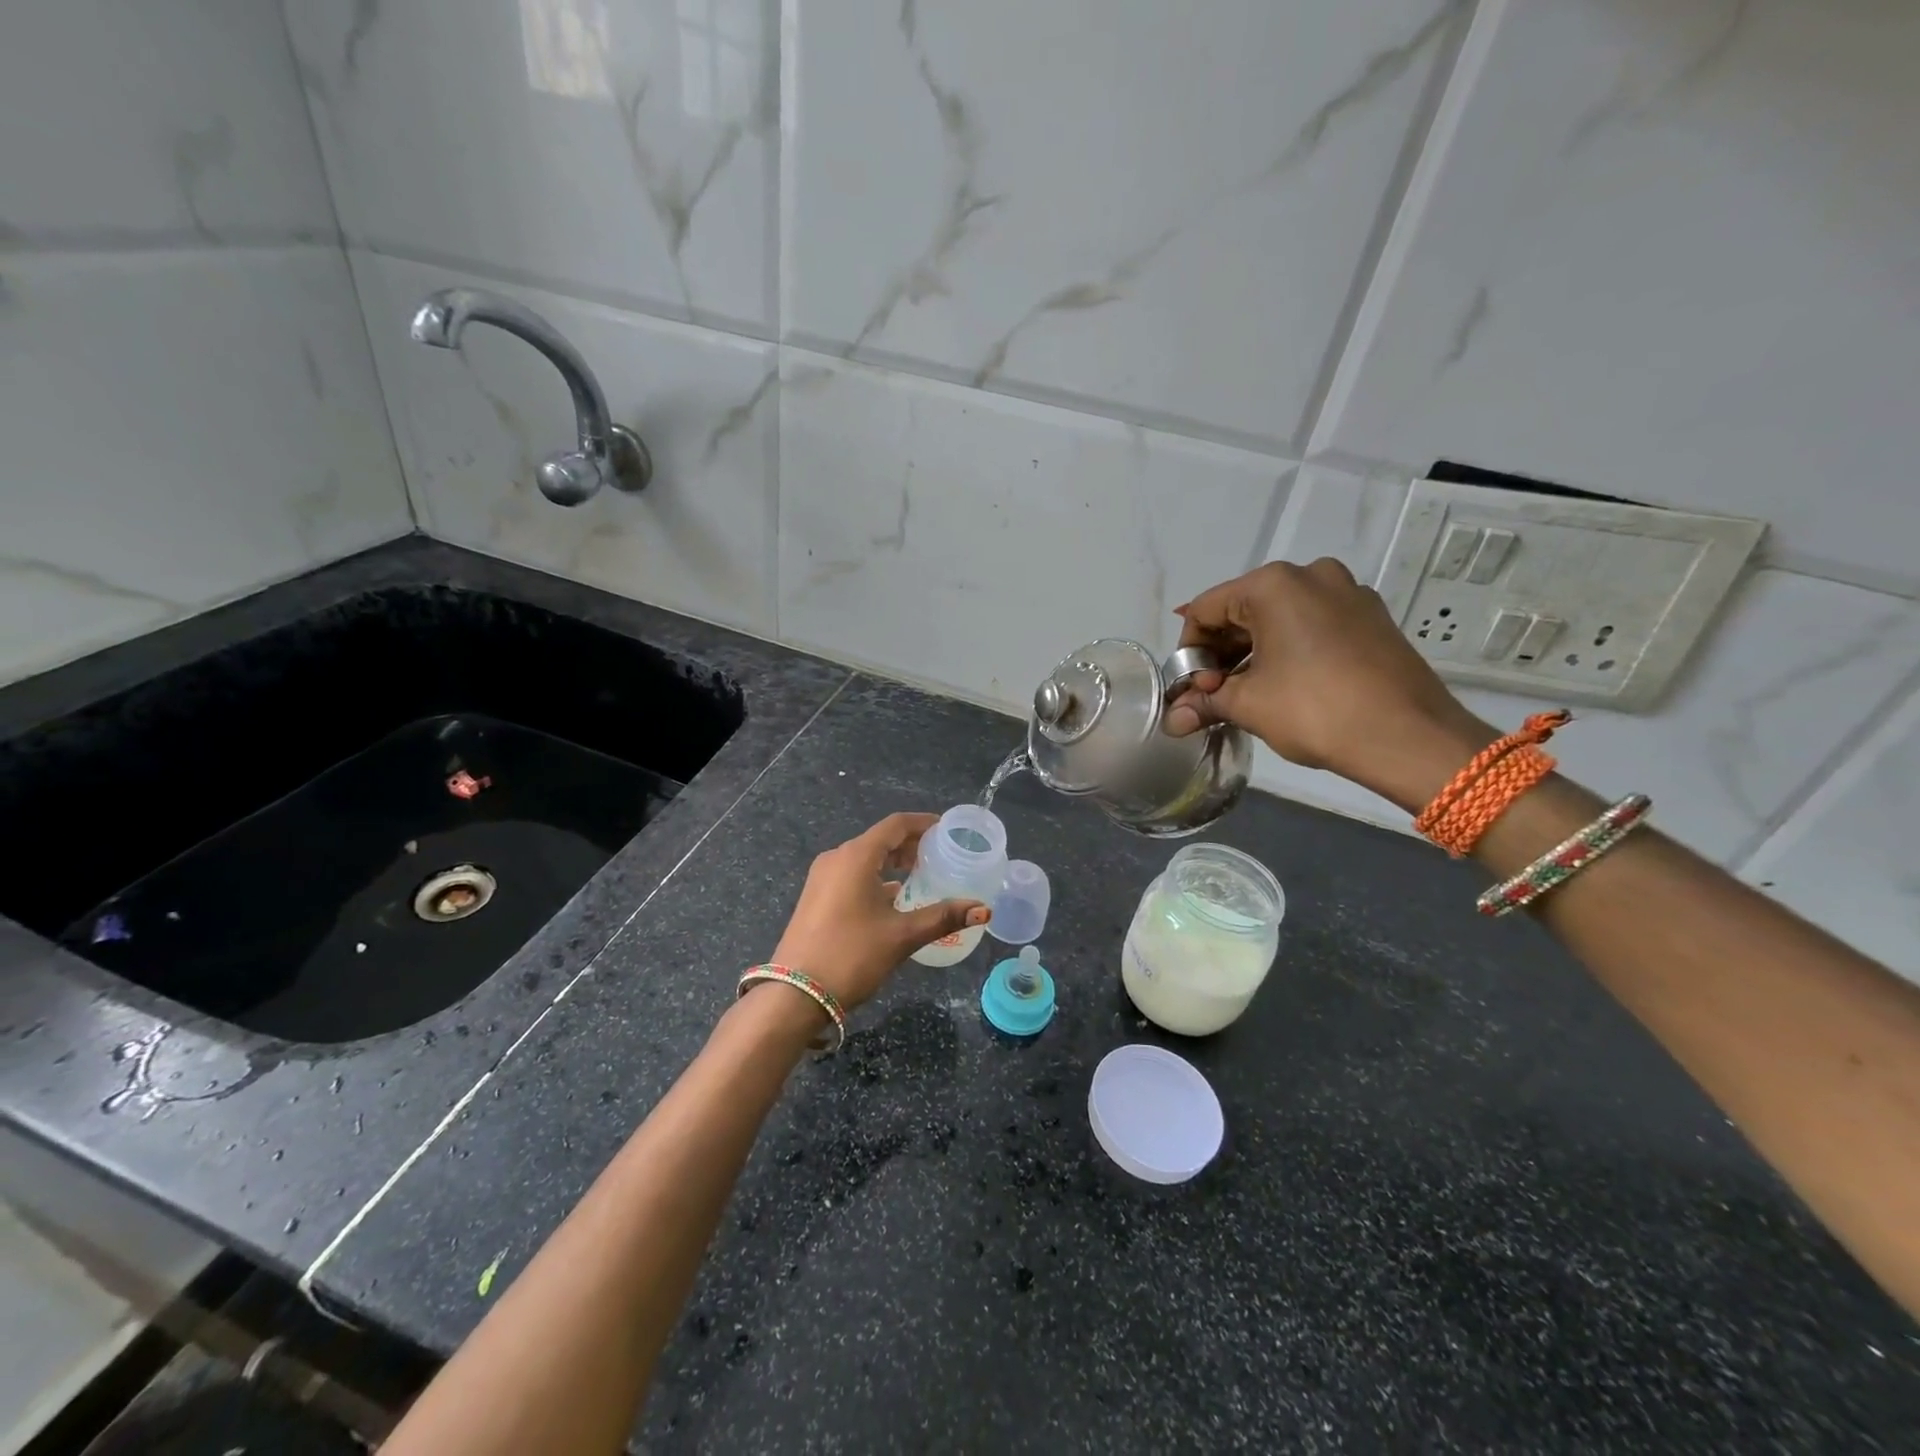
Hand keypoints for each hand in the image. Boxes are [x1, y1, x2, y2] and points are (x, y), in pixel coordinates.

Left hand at [769, 813, 989, 1013]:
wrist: (794, 995)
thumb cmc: (851, 955)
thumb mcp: (901, 936)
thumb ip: (943, 917)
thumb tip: (983, 909)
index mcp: (856, 856)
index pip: (895, 825)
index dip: (923, 823)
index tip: (948, 829)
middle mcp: (836, 859)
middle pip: (879, 840)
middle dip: (910, 844)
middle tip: (940, 855)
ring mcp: (822, 879)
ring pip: (864, 858)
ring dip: (892, 862)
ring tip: (921, 875)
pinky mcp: (816, 898)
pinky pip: (852, 875)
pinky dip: (875, 878)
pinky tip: (893, 899)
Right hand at [1164, 558, 1495, 811]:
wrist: (1409, 736)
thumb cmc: (1315, 710)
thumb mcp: (1248, 705)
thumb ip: (1205, 702)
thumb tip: (1173, 719)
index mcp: (1273, 584)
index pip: (1205, 609)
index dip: (1188, 650)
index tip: (1190, 688)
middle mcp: (1311, 575)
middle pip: (1243, 609)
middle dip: (1221, 652)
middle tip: (1214, 693)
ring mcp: (1348, 592)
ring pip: (1279, 617)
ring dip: (1253, 652)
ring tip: (1247, 694)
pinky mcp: (1371, 616)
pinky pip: (1313, 624)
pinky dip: (1289, 649)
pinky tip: (1286, 685)